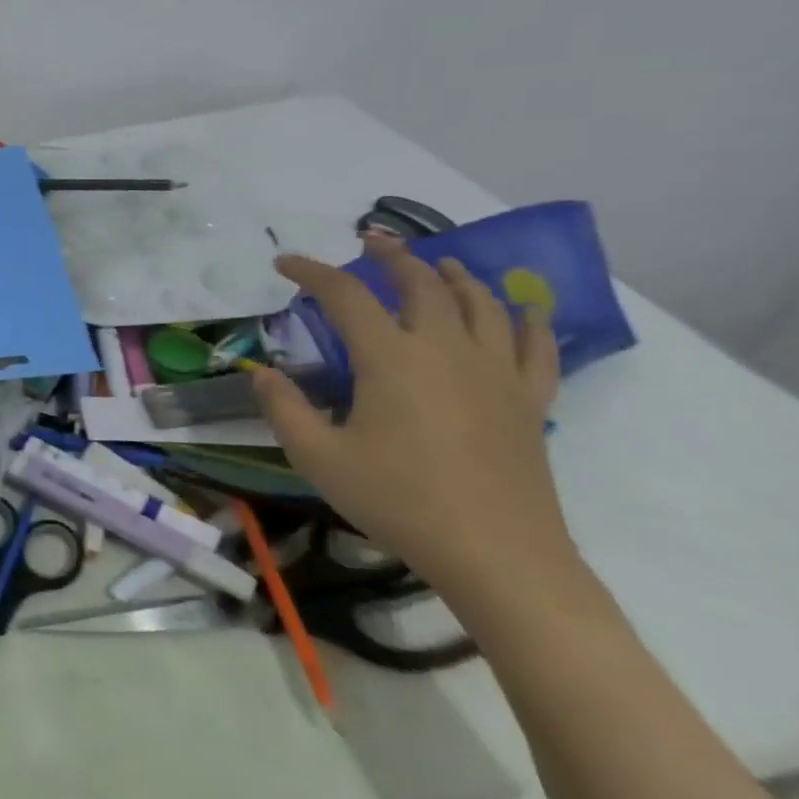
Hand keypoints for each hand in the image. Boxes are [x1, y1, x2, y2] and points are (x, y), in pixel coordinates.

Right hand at [251, 238, 571, 610]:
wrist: (498, 556)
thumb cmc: (399, 501)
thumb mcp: (318, 456)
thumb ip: (283, 408)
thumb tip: (262, 373)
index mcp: (390, 358)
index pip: (345, 295)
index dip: (311, 272)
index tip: (284, 263)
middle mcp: (445, 349)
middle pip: (421, 283)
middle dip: (391, 257)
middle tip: (369, 243)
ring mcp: (495, 372)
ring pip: (480, 303)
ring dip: (454, 276)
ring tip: (438, 263)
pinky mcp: (528, 400)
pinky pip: (536, 347)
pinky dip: (528, 320)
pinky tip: (523, 309)